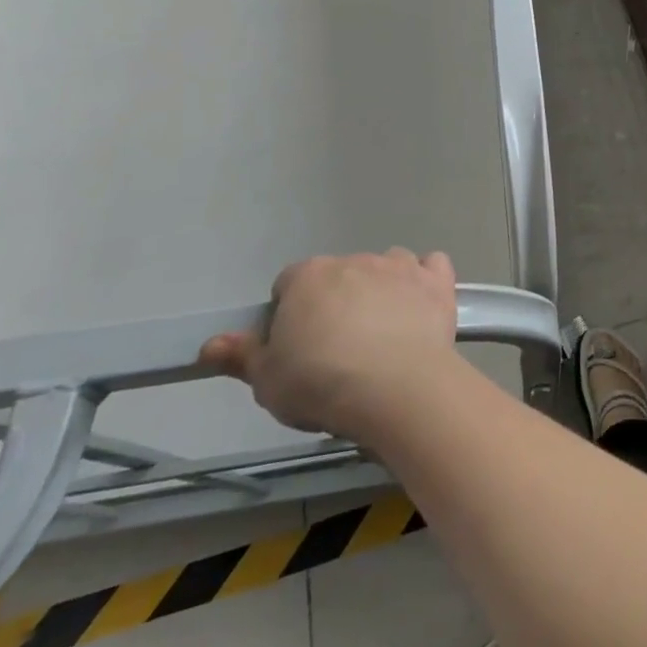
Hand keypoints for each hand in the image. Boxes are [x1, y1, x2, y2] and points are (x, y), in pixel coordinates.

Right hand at [202, 250, 458, 442]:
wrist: (396, 386)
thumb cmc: (322, 384)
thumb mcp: (267, 381)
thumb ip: (242, 356)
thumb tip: (211, 343)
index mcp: (310, 277)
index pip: (289, 285)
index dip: (290, 315)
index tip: (296, 348)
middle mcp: (355, 260)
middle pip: (339, 276)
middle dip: (336, 303)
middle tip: (337, 350)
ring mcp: (400, 265)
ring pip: (385, 267)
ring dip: (381, 290)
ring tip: (382, 334)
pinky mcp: (436, 280)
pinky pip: (431, 266)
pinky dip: (426, 281)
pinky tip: (422, 308)